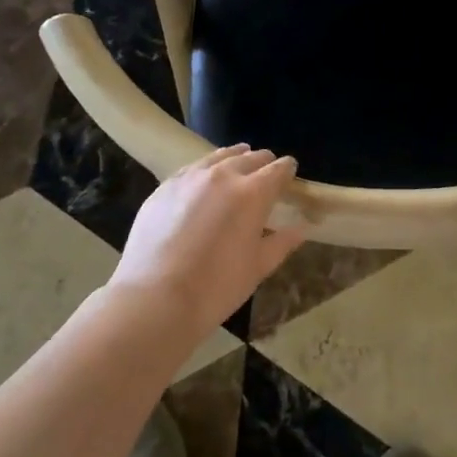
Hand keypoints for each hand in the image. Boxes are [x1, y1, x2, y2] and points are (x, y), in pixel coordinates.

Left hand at [109, 145, 305, 337]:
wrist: (154, 299)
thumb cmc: (215, 287)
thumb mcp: (257, 268)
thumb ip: (282, 242)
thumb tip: (301, 229)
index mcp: (253, 192)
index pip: (278, 169)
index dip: (288, 170)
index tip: (289, 176)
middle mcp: (224, 175)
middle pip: (251, 157)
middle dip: (263, 163)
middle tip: (265, 176)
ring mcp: (190, 177)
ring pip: (219, 156)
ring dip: (234, 159)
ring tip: (237, 167)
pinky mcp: (164, 187)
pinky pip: (191, 169)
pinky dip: (205, 171)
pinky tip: (202, 184)